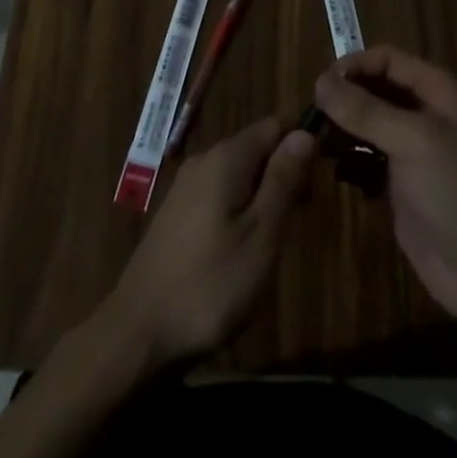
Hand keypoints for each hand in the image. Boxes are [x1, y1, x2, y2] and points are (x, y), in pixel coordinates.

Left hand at [100, 117, 315, 370]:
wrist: (138, 332)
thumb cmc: (210, 284)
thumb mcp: (261, 234)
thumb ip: (283, 180)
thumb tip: (304, 132)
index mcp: (226, 158)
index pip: (274, 125)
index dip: (301, 145)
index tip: (318, 182)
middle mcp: (204, 160)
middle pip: (257, 148)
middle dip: (283, 175)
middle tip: (297, 221)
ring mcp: (186, 187)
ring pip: (239, 174)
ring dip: (262, 197)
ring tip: (272, 242)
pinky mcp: (177, 213)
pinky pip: (220, 194)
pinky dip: (240, 211)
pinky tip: (241, 251)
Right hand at [314, 47, 456, 322]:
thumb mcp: (413, 141)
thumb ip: (365, 110)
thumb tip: (319, 81)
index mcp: (438, 92)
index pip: (388, 60)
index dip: (354, 66)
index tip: (319, 86)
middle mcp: (426, 114)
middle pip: (375, 90)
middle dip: (344, 99)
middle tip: (310, 117)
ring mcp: (414, 151)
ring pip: (368, 125)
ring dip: (342, 129)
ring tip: (313, 142)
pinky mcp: (402, 185)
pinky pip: (368, 158)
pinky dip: (349, 159)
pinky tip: (332, 168)